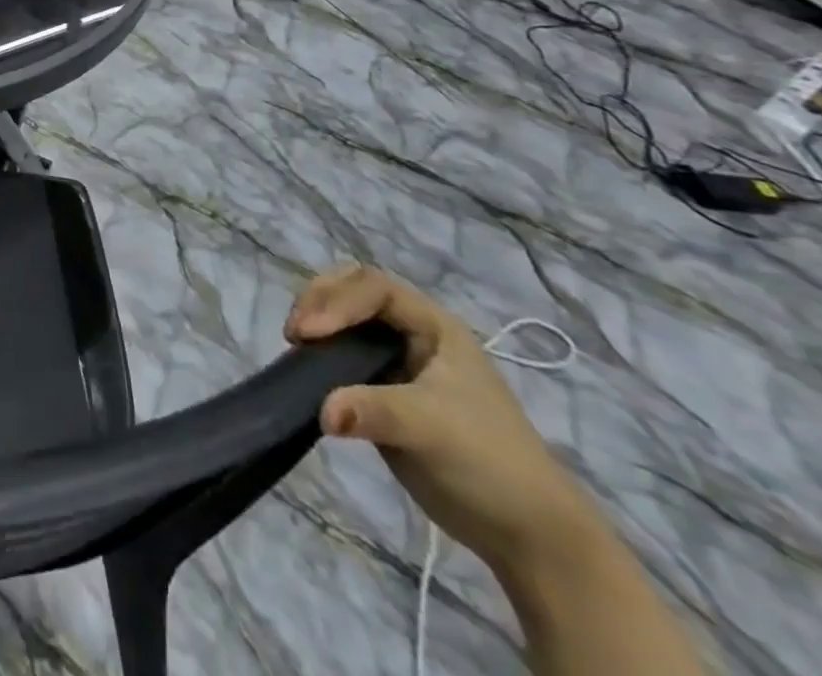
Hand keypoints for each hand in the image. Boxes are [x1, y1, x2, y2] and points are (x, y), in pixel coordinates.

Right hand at [285, 266, 596, 573]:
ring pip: (343, 319)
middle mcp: (412, 333)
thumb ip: (374, 412)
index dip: (337, 301)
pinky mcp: (380, 390)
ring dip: (315, 323)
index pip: (373, 288)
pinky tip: (305, 368)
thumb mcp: (432, 429)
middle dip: (319, 301)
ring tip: (295, 346)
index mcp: (433, 326)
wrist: (526, 533)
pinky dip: (319, 354)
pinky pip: (341, 355)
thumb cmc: (488, 463)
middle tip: (295, 332)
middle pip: (353, 290)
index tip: (309, 333)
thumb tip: (322, 411)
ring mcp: (395, 361)